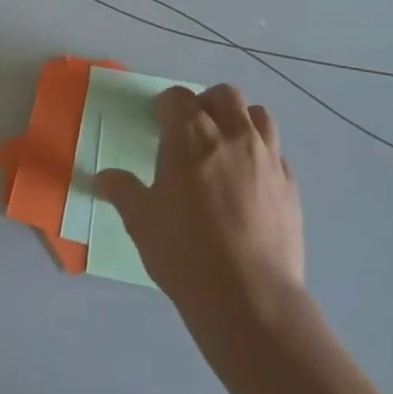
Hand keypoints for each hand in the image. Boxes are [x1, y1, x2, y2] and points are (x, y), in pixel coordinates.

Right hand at [96, 84, 304, 320]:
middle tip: (192, 131)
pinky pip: (278, 153)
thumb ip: (123, 191)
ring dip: (240, 121)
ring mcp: (267, 157)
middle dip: (206, 104)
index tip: (159, 123)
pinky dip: (263, 156)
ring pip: (258, 115)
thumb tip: (101, 178)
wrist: (250, 298)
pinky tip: (251, 182)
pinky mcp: (291, 184)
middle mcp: (232, 135)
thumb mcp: (141, 221)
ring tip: (226, 147)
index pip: (178, 96)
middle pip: (224, 95)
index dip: (166, 105)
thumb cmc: (185, 253)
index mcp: (190, 136)